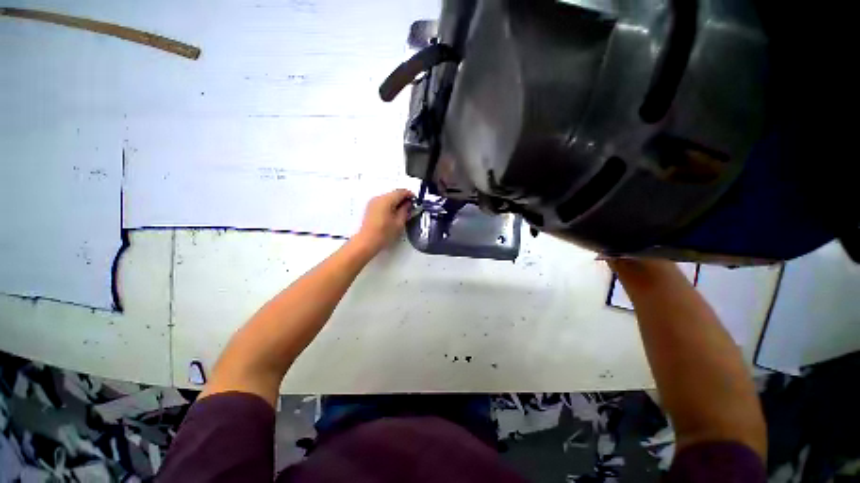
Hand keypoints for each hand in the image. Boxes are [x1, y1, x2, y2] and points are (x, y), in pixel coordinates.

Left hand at [353, 189, 413, 254]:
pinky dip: (389, 205)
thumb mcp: (399, 223)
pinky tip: (393, 213)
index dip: (409, 194)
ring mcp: (373, 202)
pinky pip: (382, 202)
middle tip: (410, 206)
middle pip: (394, 193)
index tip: (414, 199)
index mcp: (386, 200)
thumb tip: (408, 204)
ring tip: (402, 211)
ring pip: (388, 197)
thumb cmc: (383, 234)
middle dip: (403, 198)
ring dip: (396, 202)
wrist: (367, 242)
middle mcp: (378, 198)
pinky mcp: (370, 208)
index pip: (401, 192)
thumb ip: (405, 210)